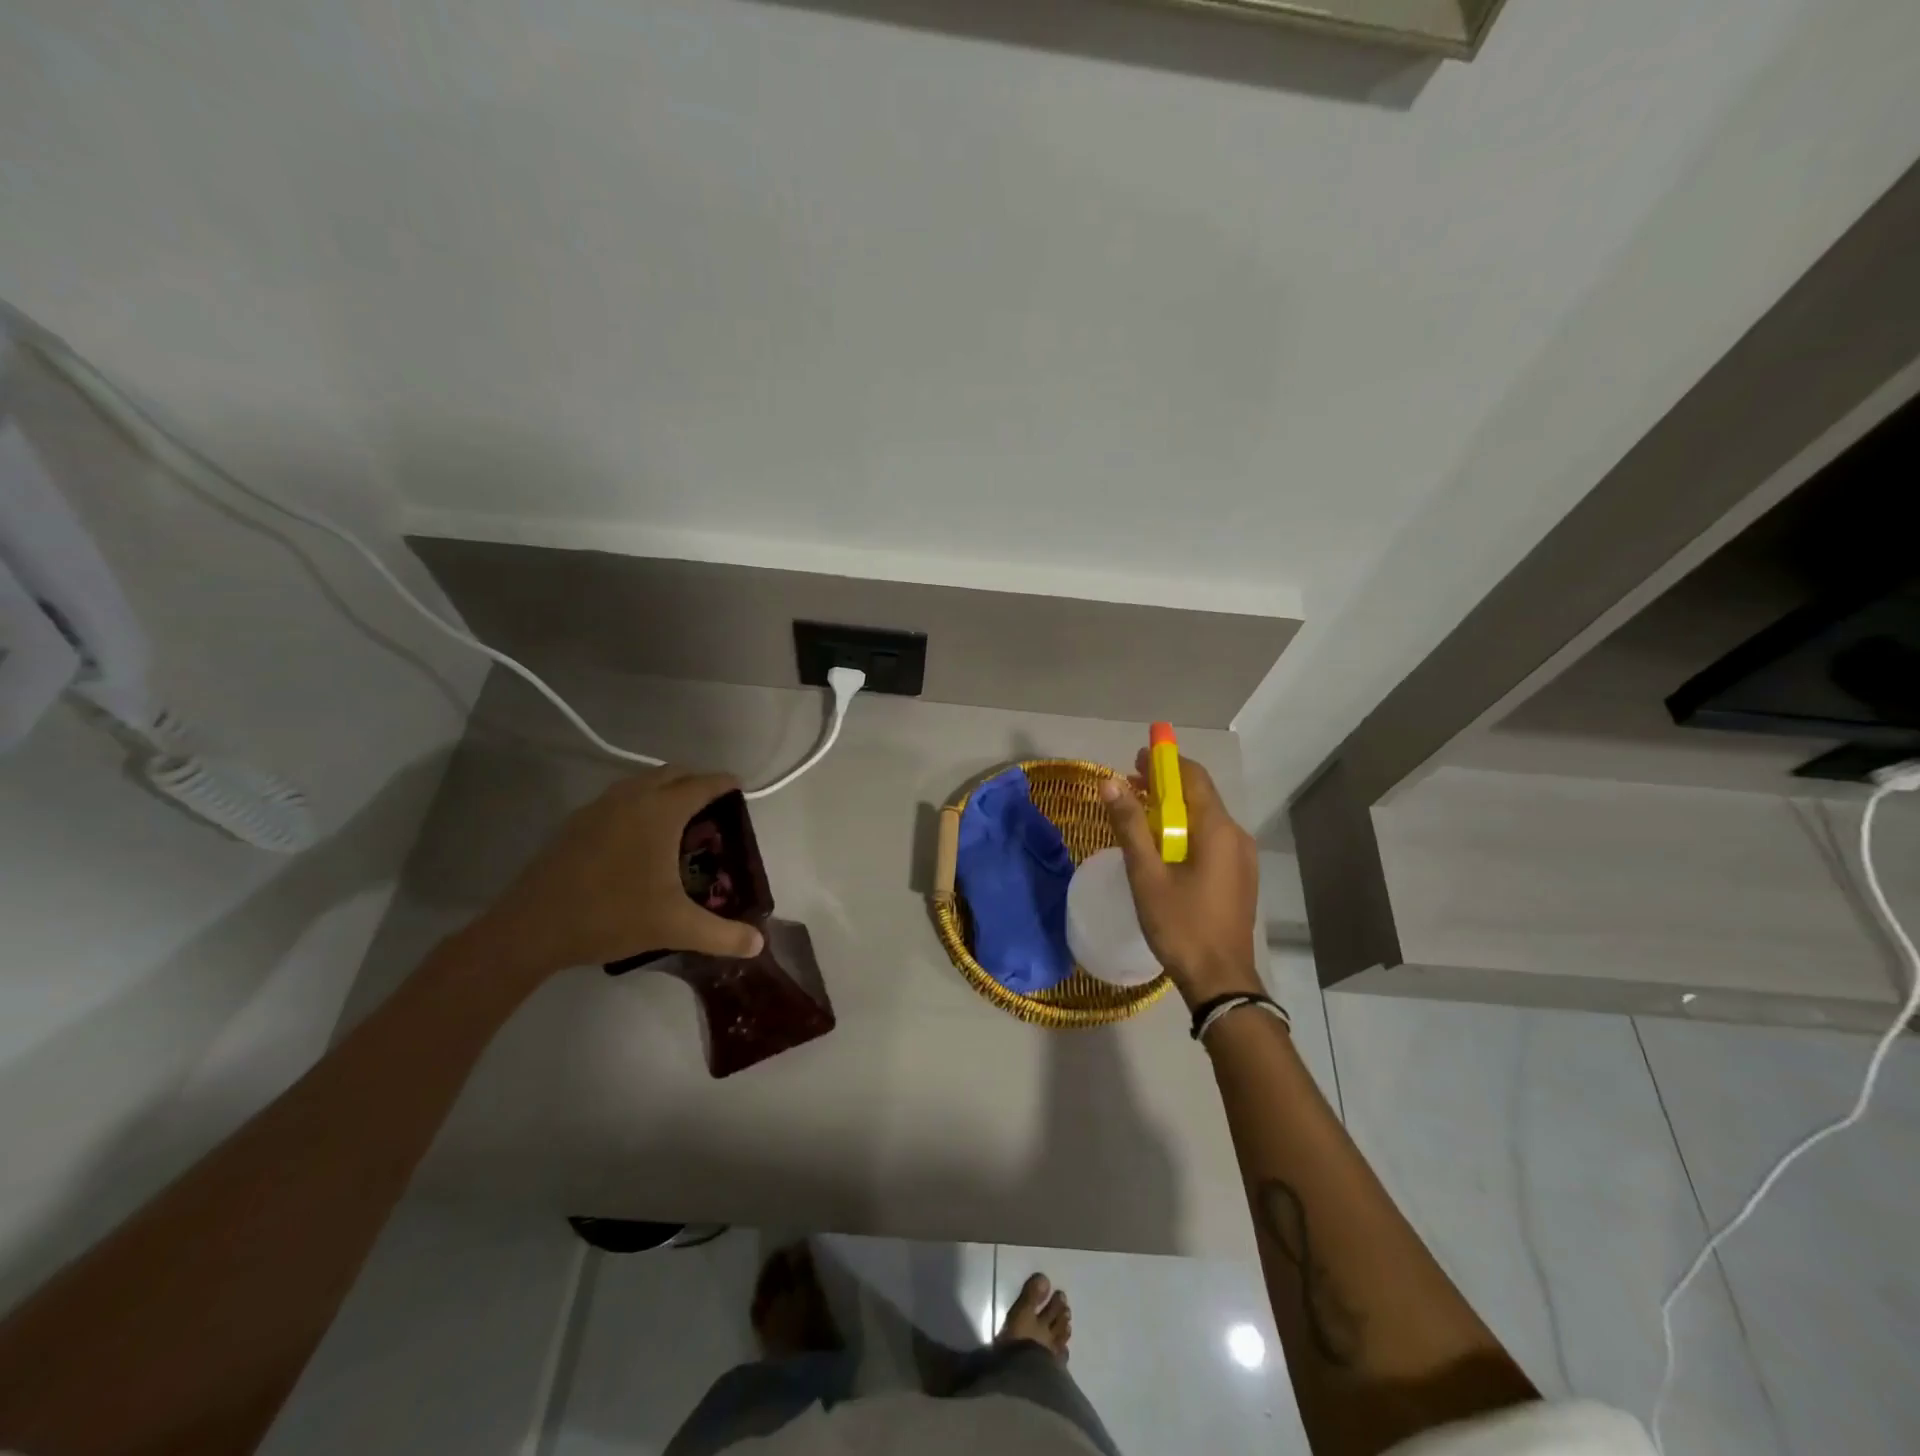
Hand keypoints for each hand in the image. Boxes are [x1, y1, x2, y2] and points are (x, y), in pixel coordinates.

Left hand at [463, 769, 764, 984]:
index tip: (740, 788)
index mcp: (661, 811)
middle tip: (713, 808)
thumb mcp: (675, 927)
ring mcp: (599, 807)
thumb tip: (759, 944)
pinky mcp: (576, 822)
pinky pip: (619, 799)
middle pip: (672, 774)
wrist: (531, 928)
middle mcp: (632, 798)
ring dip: (665, 791)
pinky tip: (637, 840)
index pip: (702, 784)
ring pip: (642, 783)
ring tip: (678, 822)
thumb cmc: (612, 916)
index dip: (725, 783)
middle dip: (696, 783)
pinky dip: (638, 804)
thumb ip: (722, 935)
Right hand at [1100, 749, 1261, 1007]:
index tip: (1135, 760)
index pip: (1193, 776)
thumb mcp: (1147, 874)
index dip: (1164, 762)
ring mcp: (1242, 857)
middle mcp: (1236, 835)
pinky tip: (1164, 848)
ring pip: (1206, 818)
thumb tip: (1110, 783)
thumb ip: (1129, 826)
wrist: (1220, 980)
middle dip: (1166, 786)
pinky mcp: (1240, 876)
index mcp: (1217, 829)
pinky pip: (1212, 839)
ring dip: (1174, 810)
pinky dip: (1186, 831)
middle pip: (1200, 795)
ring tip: (1140, 818)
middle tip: (1130, 787)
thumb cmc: (1180, 925)